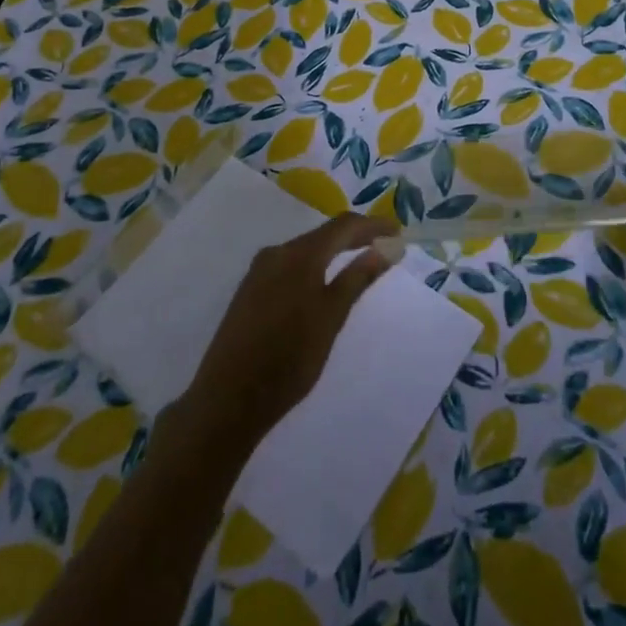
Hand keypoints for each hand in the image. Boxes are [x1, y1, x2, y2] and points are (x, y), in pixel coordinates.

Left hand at [167, 213, 397, 457]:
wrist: (227, 400)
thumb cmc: (288, 358)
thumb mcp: (331, 318)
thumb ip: (357, 278)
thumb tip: (386, 248)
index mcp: (299, 254)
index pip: (344, 225)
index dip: (373, 226)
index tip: (397, 233)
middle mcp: (277, 253)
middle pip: (323, 234)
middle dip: (355, 237)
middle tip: (383, 247)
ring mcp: (259, 271)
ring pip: (305, 249)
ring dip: (333, 251)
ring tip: (358, 262)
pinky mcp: (249, 290)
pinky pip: (289, 265)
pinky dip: (314, 266)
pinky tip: (322, 283)